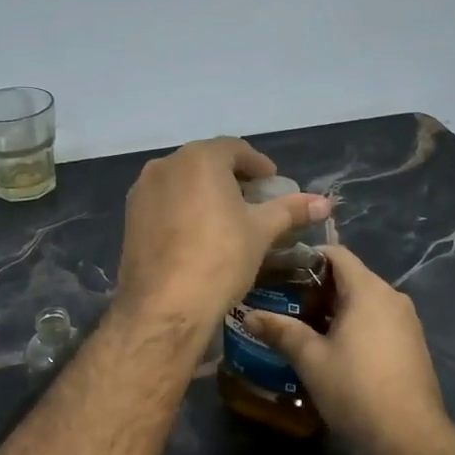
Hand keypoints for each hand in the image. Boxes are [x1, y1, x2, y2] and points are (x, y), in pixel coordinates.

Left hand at [114, 137, 330, 331]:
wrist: (165, 305)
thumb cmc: (220, 259)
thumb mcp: (261, 232)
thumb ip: (291, 210)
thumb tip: (324, 203)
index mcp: (199, 159)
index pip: (235, 149)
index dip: (258, 164)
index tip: (273, 183)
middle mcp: (165, 165)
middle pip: (205, 162)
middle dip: (231, 177)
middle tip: (253, 199)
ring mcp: (142, 191)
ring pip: (182, 181)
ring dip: (205, 191)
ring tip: (226, 217)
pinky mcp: (130, 217)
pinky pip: (164, 202)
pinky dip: (183, 208)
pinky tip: (197, 233)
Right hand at [242, 245, 451, 454]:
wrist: (410, 438)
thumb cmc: (356, 389)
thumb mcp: (311, 359)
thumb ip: (281, 331)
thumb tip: (249, 315)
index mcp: (368, 290)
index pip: (336, 254)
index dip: (305, 258)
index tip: (278, 272)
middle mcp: (391, 297)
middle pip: (349, 277)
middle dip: (314, 289)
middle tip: (282, 304)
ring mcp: (406, 322)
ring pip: (362, 302)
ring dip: (332, 310)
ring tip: (300, 328)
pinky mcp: (411, 345)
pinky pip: (376, 321)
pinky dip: (352, 326)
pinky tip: (330, 350)